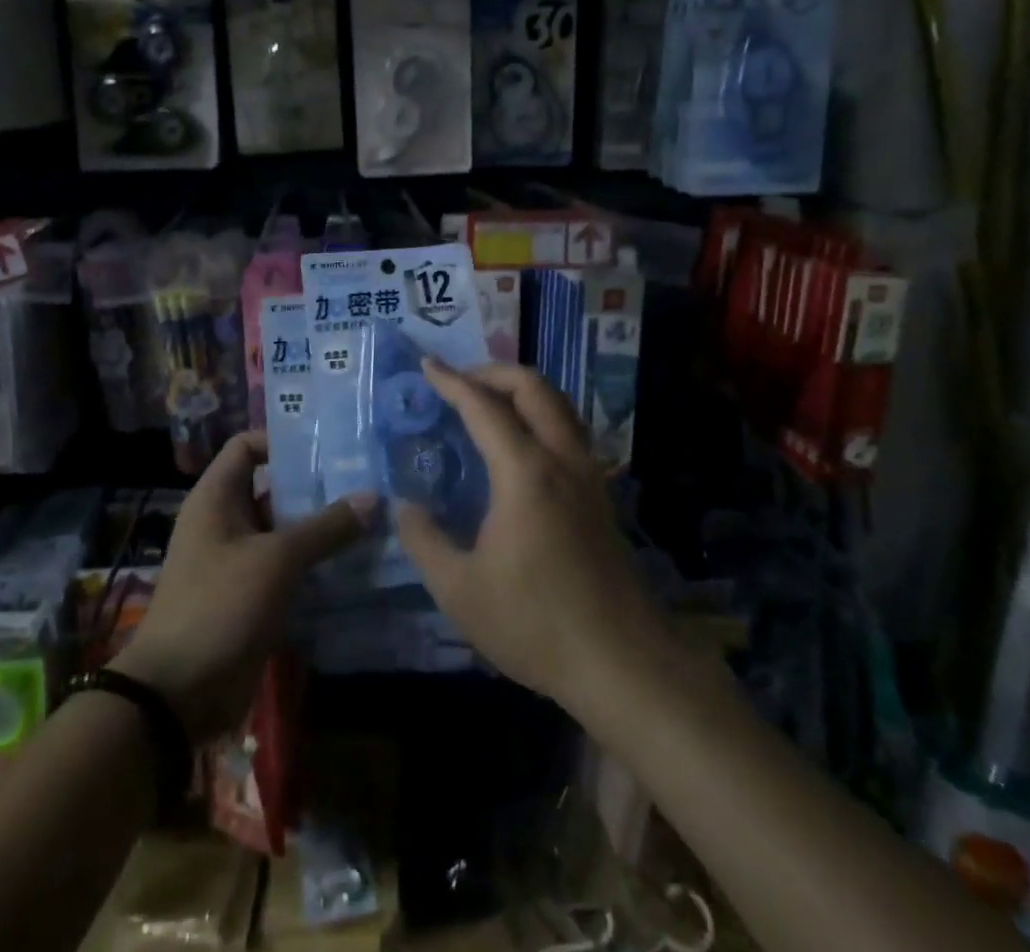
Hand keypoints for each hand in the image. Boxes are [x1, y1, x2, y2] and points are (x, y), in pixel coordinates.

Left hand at [114, 430, 372, 740]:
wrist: (177, 693)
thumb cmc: (219, 606)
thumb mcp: (276, 560)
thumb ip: (326, 528)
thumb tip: (372, 496)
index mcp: (216, 498)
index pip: (247, 446)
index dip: (282, 440)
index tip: (328, 445)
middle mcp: (225, 521)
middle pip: (272, 488)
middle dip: (315, 486)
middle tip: (364, 481)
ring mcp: (237, 560)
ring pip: (283, 530)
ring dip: (320, 527)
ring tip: (370, 518)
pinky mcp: (249, 595)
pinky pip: (285, 567)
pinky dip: (314, 563)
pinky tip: (353, 562)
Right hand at [395, 362, 687, 717]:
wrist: (623, 664)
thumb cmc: (535, 623)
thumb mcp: (460, 590)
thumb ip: (424, 541)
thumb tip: (406, 507)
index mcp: (525, 472)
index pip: (484, 407)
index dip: (452, 382)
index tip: (427, 365)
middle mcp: (561, 459)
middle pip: (534, 387)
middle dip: (493, 372)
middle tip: (460, 381)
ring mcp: (589, 476)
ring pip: (559, 405)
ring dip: (523, 390)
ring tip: (489, 402)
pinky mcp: (600, 497)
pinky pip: (570, 431)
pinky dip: (541, 415)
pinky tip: (521, 445)